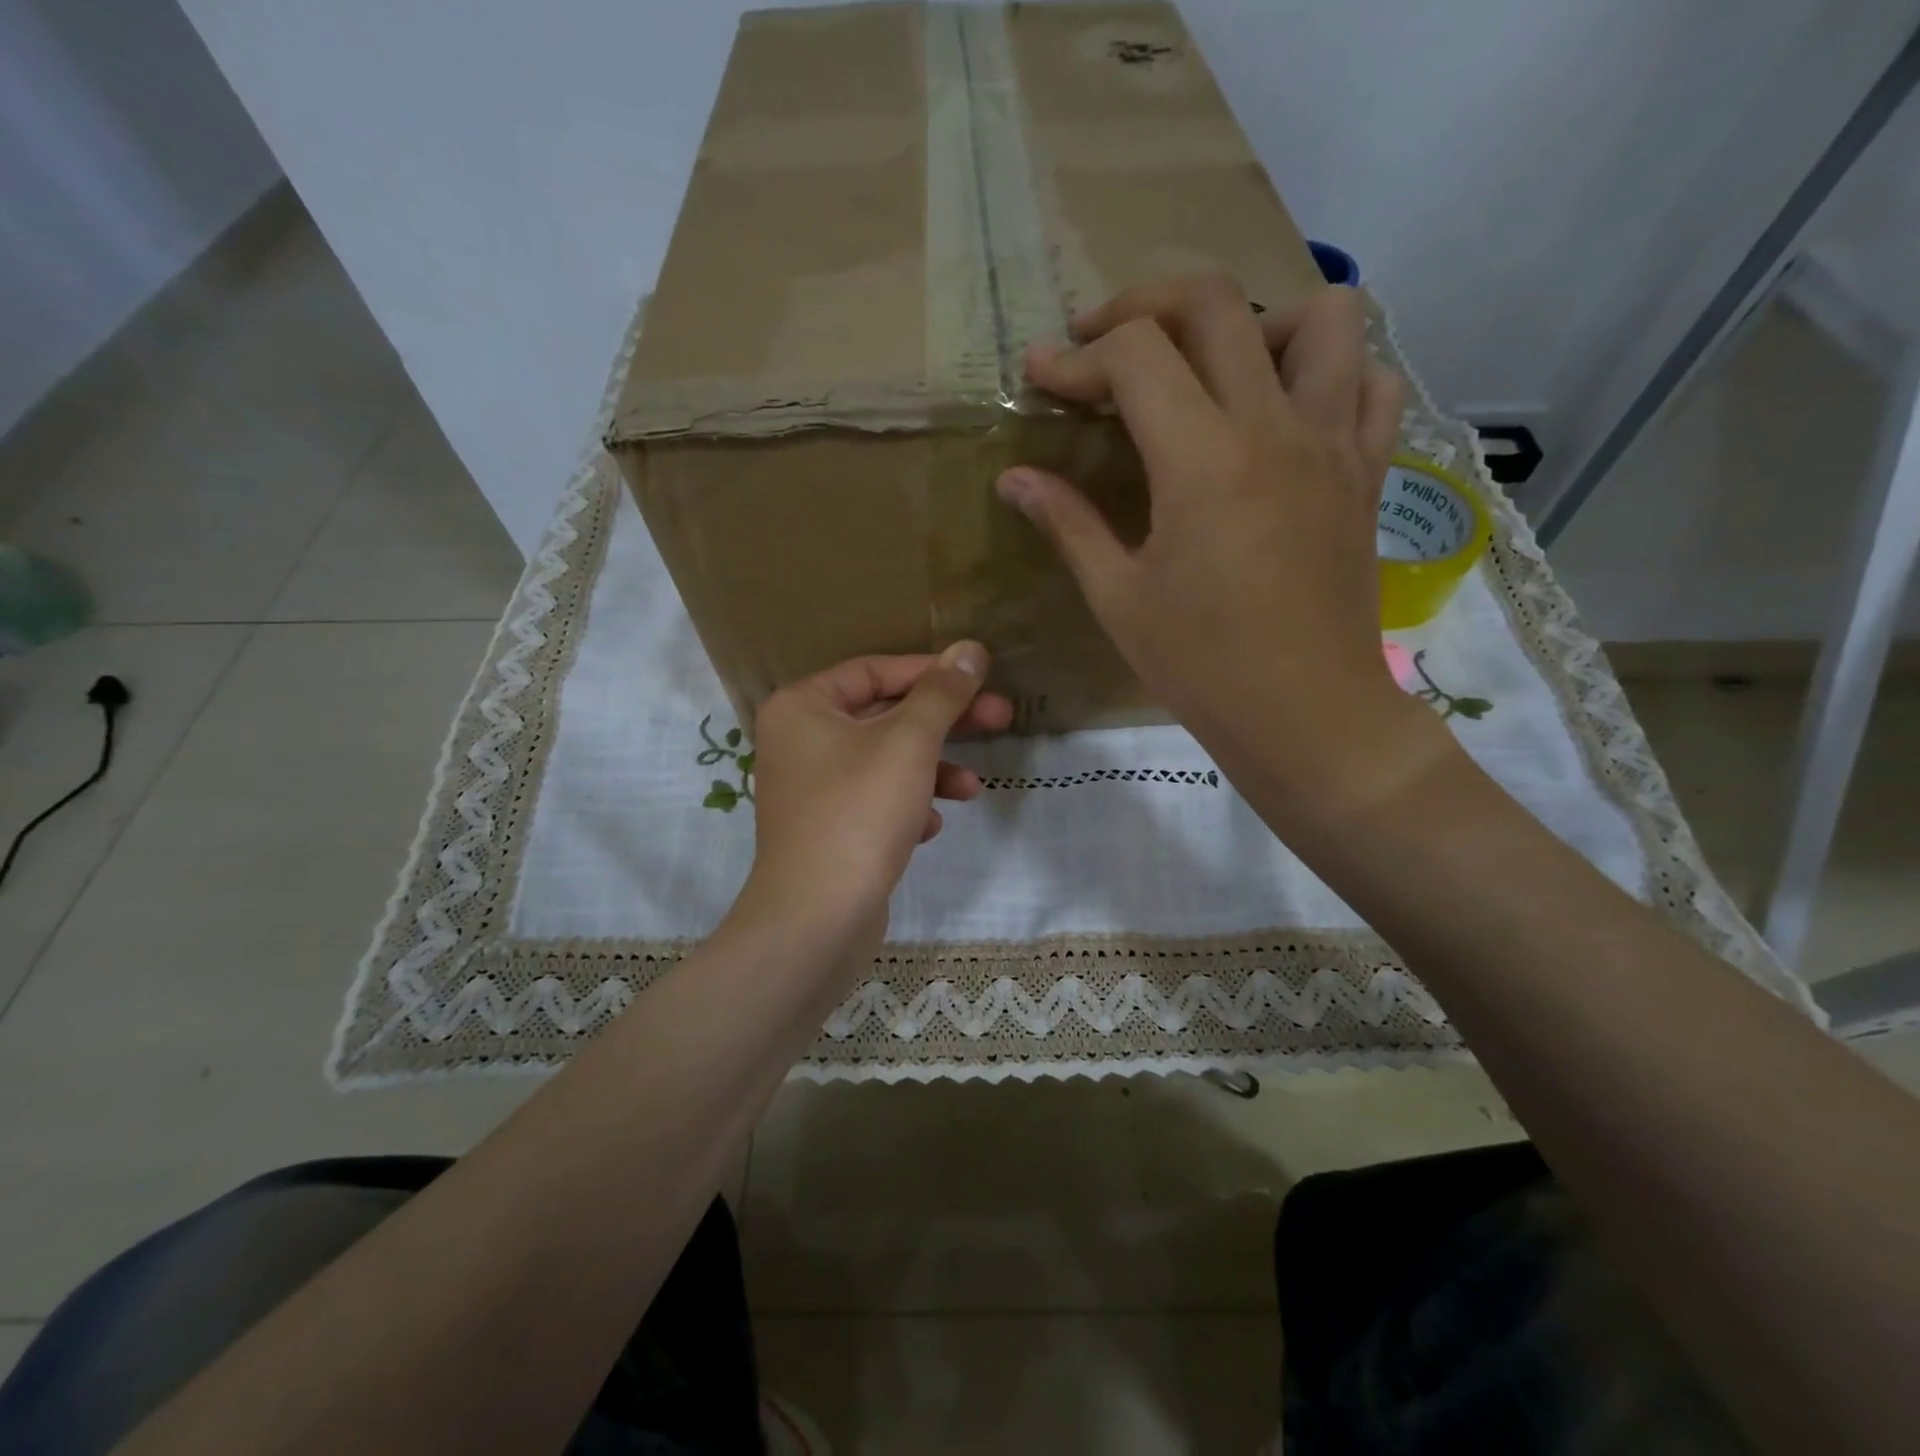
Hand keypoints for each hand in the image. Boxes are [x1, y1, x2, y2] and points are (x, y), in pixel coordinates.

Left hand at [739, 644, 1012, 942]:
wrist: (817, 918)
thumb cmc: (860, 812)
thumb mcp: (909, 743)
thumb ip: (942, 693)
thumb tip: (970, 648)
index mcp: (803, 706)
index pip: (876, 671)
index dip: (933, 672)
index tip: (982, 678)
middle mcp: (799, 740)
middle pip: (885, 715)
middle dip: (945, 723)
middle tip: (1002, 718)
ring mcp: (812, 787)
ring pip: (886, 762)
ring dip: (932, 770)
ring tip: (972, 789)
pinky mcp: (828, 828)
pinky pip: (875, 800)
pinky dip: (907, 806)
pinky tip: (928, 829)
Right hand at [996, 275, 1444, 823]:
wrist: (1305, 715)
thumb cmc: (1200, 666)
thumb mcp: (1118, 598)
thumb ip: (1068, 523)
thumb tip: (1015, 478)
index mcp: (1201, 461)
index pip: (1134, 357)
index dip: (1075, 358)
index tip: (1039, 377)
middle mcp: (1273, 427)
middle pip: (1214, 305)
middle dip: (1142, 307)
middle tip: (1102, 347)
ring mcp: (1333, 443)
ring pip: (1320, 318)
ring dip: (1255, 321)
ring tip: (1213, 368)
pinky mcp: (1367, 472)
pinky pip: (1369, 383)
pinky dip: (1330, 373)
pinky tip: (1287, 411)